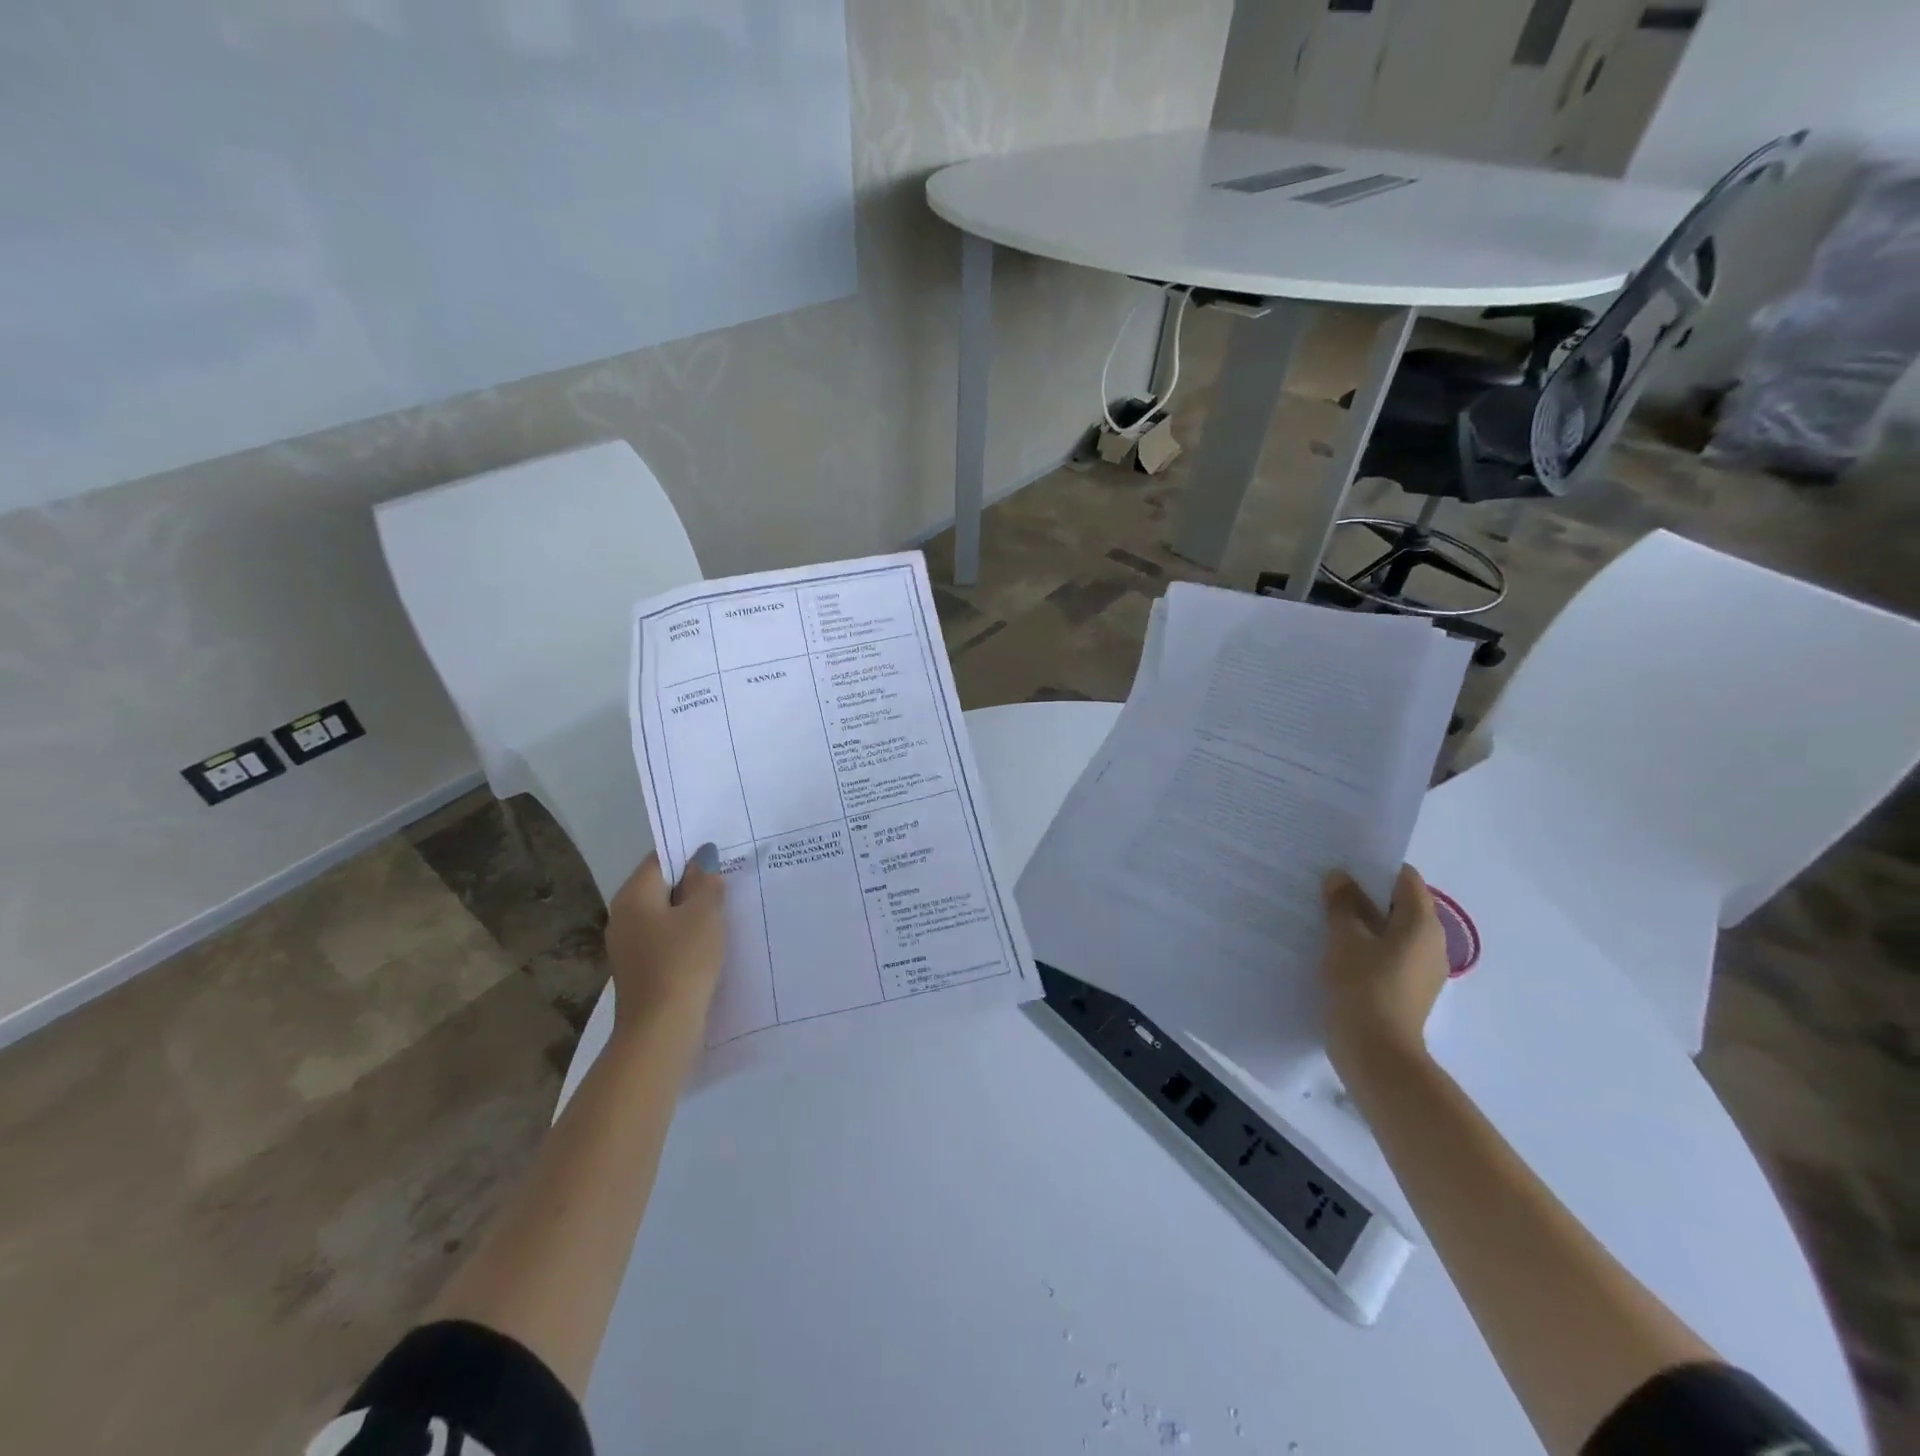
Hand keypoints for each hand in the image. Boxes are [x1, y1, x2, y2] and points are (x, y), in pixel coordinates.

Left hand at [604, 847, 726, 1033]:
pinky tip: (709, 944)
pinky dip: (685, 936)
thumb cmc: (683, 961)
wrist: (660, 1029)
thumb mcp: (704, 914)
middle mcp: (623, 916)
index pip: (660, 859)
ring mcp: (627, 946)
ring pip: (664, 915)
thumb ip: (705, 881)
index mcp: (633, 895)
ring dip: (691, 912)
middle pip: (661, 887)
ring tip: (725, 911)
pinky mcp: (639, 970)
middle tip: (729, 881)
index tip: (721, 856)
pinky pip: (664, 940)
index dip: (690, 853)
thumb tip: (702, 857)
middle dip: (693, 884)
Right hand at [1321, 864, 1447, 1079]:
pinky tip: (1338, 947)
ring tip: (1328, 914)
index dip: (1376, 866)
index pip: (1406, 879)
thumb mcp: (1344, 938)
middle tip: (1330, 885)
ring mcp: (1422, 969)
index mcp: (1422, 924)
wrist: (1376, 1052)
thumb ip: (1343, 903)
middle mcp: (1432, 943)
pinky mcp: (1408, 989)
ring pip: (1393, 930)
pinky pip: (1389, 953)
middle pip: (1401, 904)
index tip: (1344, 862)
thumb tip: (1340, 877)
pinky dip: (1368, 944)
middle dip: (1367, 893)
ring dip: (1365, 920)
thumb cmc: (1363, 986)